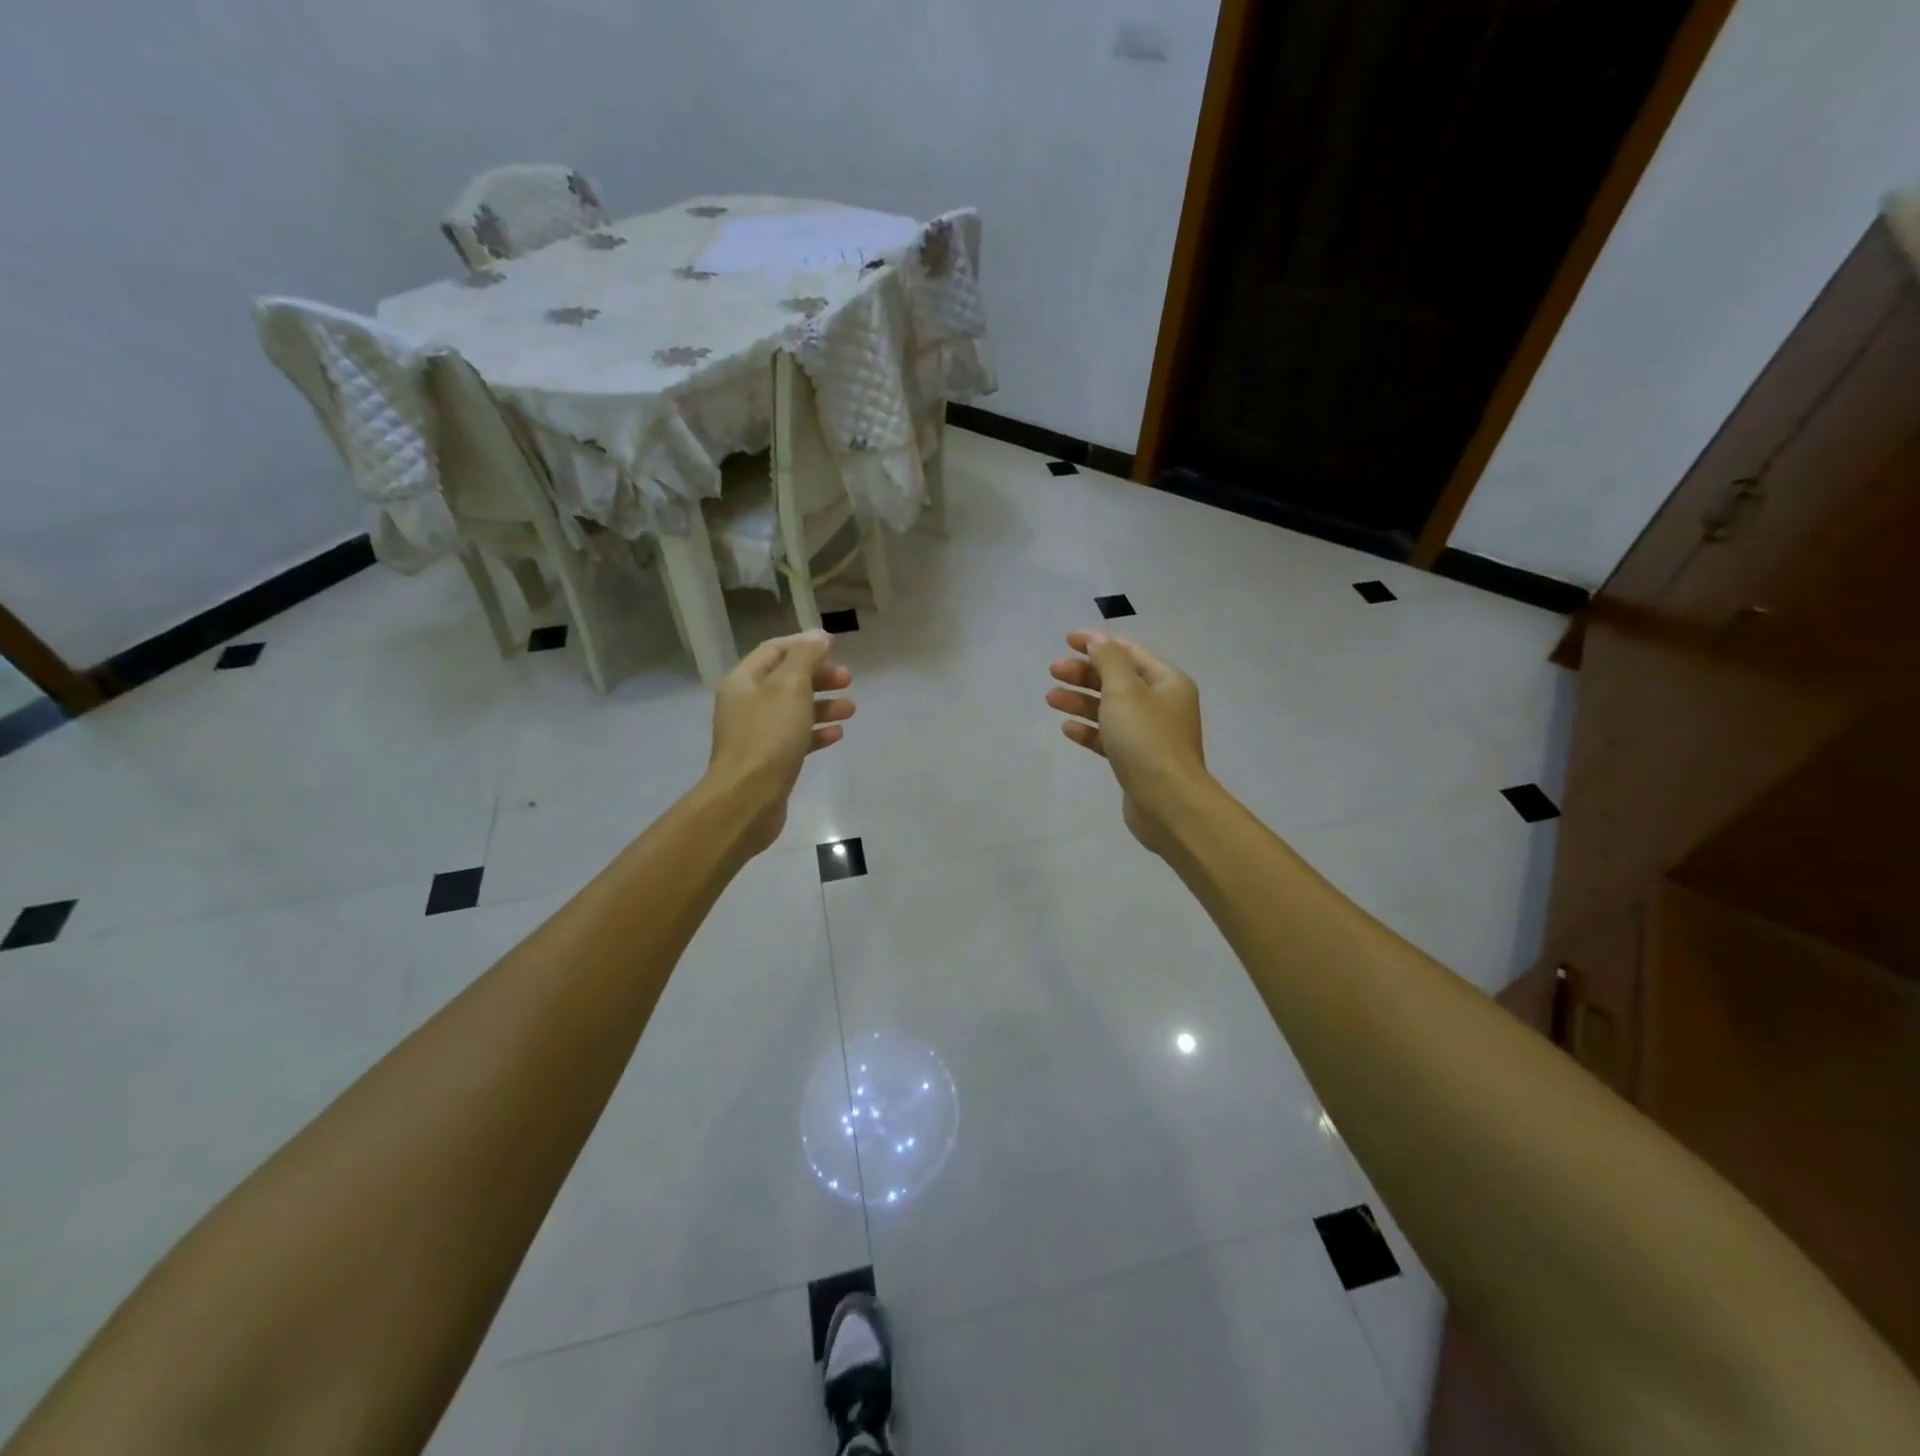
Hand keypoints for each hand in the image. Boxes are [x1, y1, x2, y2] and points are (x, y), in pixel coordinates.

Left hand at [708, 630, 854, 853]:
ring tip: (851, 709)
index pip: (775, 650)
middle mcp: (746, 703)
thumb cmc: (770, 736)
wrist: (748, 797)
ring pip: (794, 710)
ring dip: (823, 705)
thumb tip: (818, 636)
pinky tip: (837, 734)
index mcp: (744, 680)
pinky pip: (795, 738)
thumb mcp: (790, 686)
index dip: (804, 644)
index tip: (835, 646)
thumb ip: (806, 657)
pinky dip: (816, 732)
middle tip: (848, 679)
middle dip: (819, 676)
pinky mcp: (769, 760)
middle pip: (786, 680)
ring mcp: (756, 733)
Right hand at [1047, 630, 1208, 853]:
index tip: (1066, 641)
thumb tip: (1098, 640)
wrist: (1167, 802)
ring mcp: (1150, 735)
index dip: (1097, 644)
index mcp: (1167, 682)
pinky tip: (1067, 729)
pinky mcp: (1137, 761)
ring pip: (1110, 709)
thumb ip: (1108, 661)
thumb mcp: (1124, 690)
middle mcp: (1162, 704)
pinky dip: (1089, 730)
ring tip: (1051, 698)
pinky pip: (1109, 738)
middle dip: (1085, 673)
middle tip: (1053, 671)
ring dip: (1081, 701)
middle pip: (1117, 680)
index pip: (1128, 653)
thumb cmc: (1146, 739)